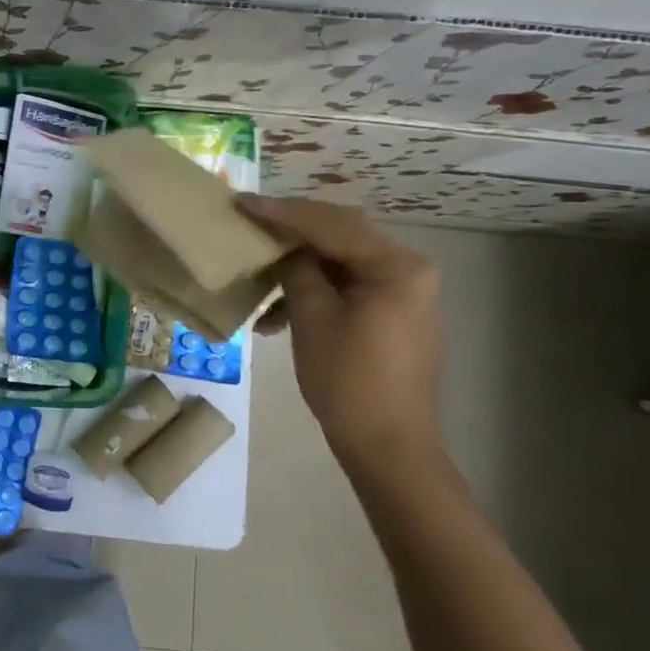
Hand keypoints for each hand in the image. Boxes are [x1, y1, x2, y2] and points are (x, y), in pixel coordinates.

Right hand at [236, 196, 444, 471]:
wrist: (389, 448)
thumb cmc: (349, 381)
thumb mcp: (313, 318)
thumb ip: (298, 270)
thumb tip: (285, 248)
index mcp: (396, 266)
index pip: (330, 224)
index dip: (281, 213)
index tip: (241, 202)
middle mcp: (408, 270)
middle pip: (339, 235)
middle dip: (290, 231)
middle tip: (248, 222)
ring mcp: (404, 293)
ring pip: (340, 261)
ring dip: (297, 266)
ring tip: (257, 274)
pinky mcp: (393, 314)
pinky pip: (347, 286)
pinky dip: (312, 292)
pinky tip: (275, 316)